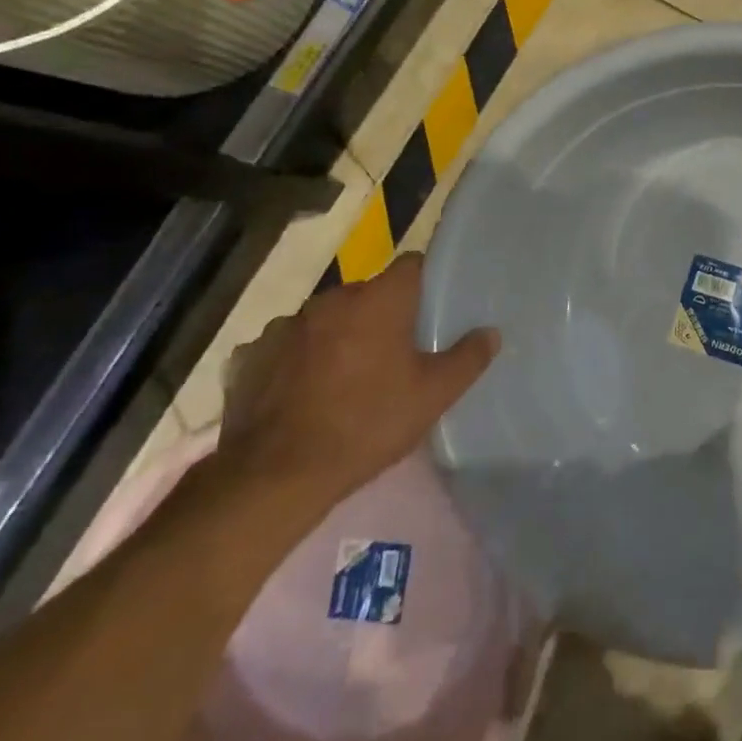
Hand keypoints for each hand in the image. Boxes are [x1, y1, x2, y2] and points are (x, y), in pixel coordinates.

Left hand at [218, 253, 496, 507]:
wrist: (275, 476)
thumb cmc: (367, 424)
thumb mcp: (433, 396)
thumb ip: (467, 358)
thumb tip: (491, 333)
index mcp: (379, 299)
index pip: (411, 264)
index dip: (425, 281)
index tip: (432, 307)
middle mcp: (331, 299)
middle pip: (367, 293)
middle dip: (381, 314)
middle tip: (396, 351)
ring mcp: (285, 326)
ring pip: (326, 319)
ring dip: (339, 335)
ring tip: (346, 375)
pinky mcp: (250, 355)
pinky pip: (287, 346)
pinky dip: (299, 359)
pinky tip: (304, 391)